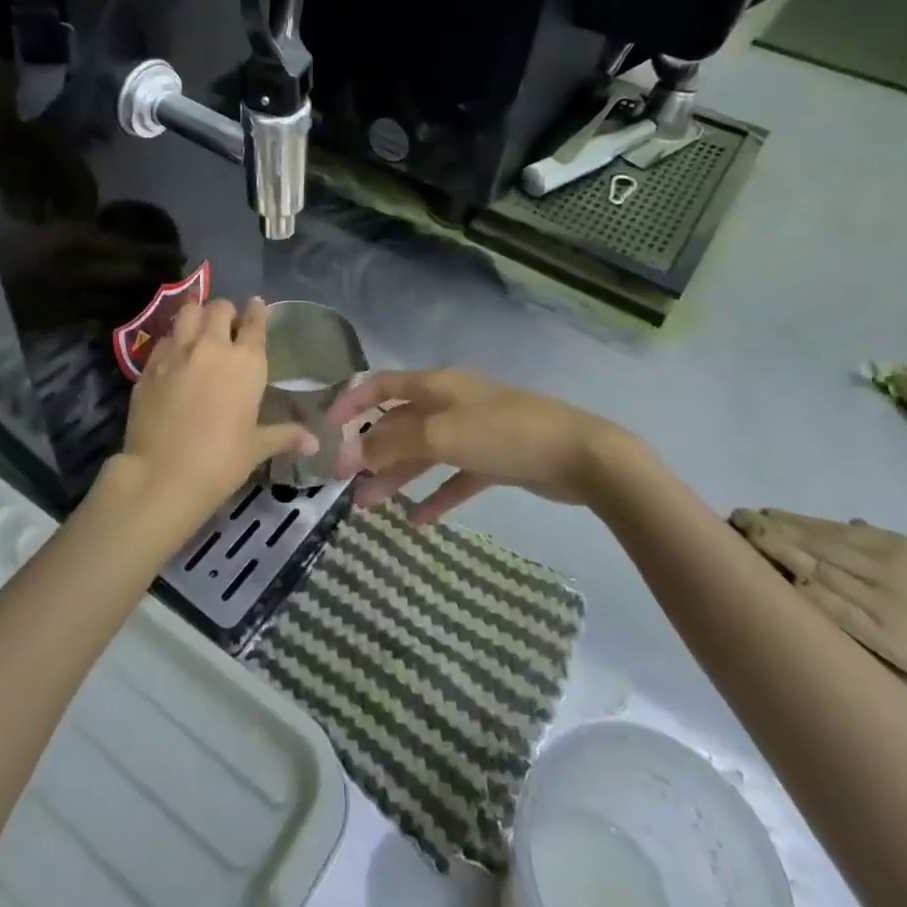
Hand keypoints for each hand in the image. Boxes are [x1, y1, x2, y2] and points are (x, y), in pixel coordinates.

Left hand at [119, 298, 315, 529]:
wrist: (163, 474)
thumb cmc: (221, 461)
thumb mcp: (257, 447)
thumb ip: (285, 435)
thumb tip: (315, 442)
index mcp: (246, 362)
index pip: (254, 322)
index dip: (256, 311)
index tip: (256, 305)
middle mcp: (212, 346)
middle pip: (219, 308)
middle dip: (225, 312)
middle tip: (225, 325)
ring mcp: (177, 352)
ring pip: (188, 312)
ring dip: (196, 315)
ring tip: (198, 328)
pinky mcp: (150, 365)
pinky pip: (164, 338)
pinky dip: (172, 340)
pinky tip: (173, 355)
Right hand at [326, 368, 635, 524]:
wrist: (580, 456)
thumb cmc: (505, 433)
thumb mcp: (442, 434)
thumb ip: (393, 443)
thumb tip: (353, 454)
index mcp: (436, 386)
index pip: (382, 385)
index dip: (351, 402)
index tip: (326, 428)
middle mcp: (451, 404)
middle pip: (399, 423)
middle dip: (370, 450)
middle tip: (345, 482)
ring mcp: (474, 432)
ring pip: (424, 453)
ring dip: (396, 476)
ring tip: (369, 505)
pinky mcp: (494, 460)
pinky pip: (455, 477)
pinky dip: (436, 495)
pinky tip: (419, 520)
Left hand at [731, 509, 906, 715]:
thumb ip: (892, 543)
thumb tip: (847, 524)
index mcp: (898, 547)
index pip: (830, 528)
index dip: (792, 520)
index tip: (761, 513)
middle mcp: (883, 567)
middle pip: (815, 543)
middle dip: (773, 529)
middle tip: (737, 518)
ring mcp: (879, 601)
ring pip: (816, 568)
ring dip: (777, 552)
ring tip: (744, 539)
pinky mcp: (880, 634)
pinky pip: (832, 608)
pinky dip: (802, 590)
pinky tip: (775, 578)